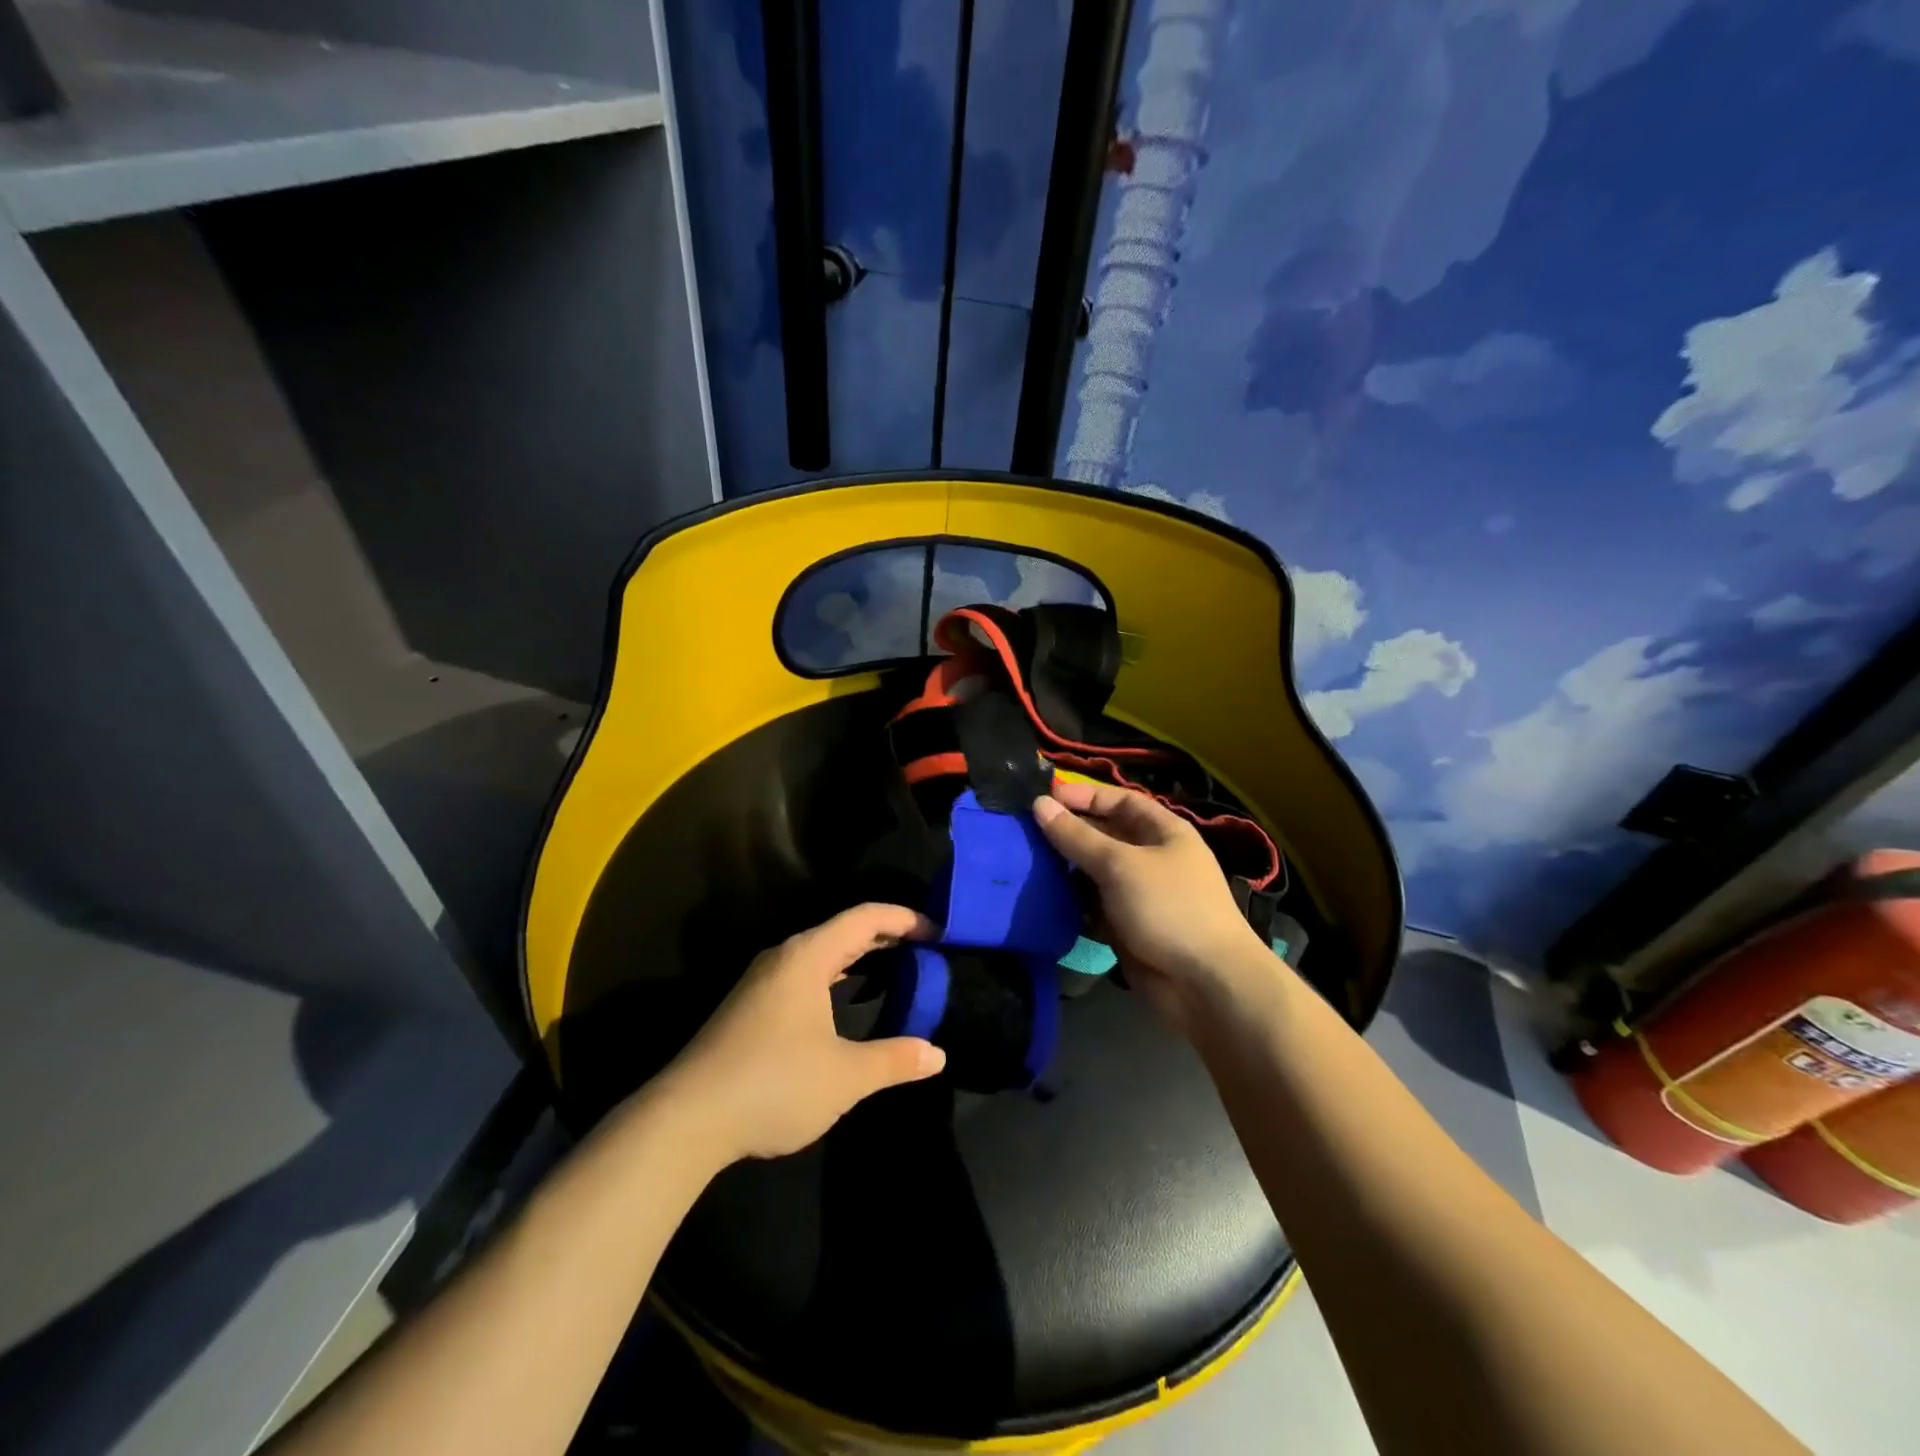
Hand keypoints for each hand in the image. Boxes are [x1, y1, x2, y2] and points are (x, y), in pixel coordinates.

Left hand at [653, 904, 947, 1163]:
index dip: (905, 919)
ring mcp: (762, 982)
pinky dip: (836, 976)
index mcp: (808, 957)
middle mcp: (783, 958)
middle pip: (843, 930)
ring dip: (859, 957)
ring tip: (894, 969)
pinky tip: (845, 1001)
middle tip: (924, 950)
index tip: (938, 933)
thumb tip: (937, 1055)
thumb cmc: (773, 1084)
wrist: (686, 1120)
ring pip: (821, 954)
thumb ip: (894, 1060)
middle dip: (885, 936)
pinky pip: (805, 974)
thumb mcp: (845, 1076)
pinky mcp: (750, 1007)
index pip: (865, 918)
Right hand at [1033, 781, 1267, 1033]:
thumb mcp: (1119, 864)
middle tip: (1026, 831)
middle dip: (1070, 832)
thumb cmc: (1168, 907)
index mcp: (1164, 832)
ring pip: (1095, 872)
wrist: (1206, 984)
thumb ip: (1077, 836)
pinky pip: (1094, 905)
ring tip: (1026, 861)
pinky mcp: (1127, 926)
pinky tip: (1042, 898)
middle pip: (1105, 836)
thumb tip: (1039, 804)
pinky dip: (1072, 902)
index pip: (1120, 801)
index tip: (1046, 796)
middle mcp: (1152, 858)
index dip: (1085, 795)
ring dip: (1066, 869)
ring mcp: (1140, 894)